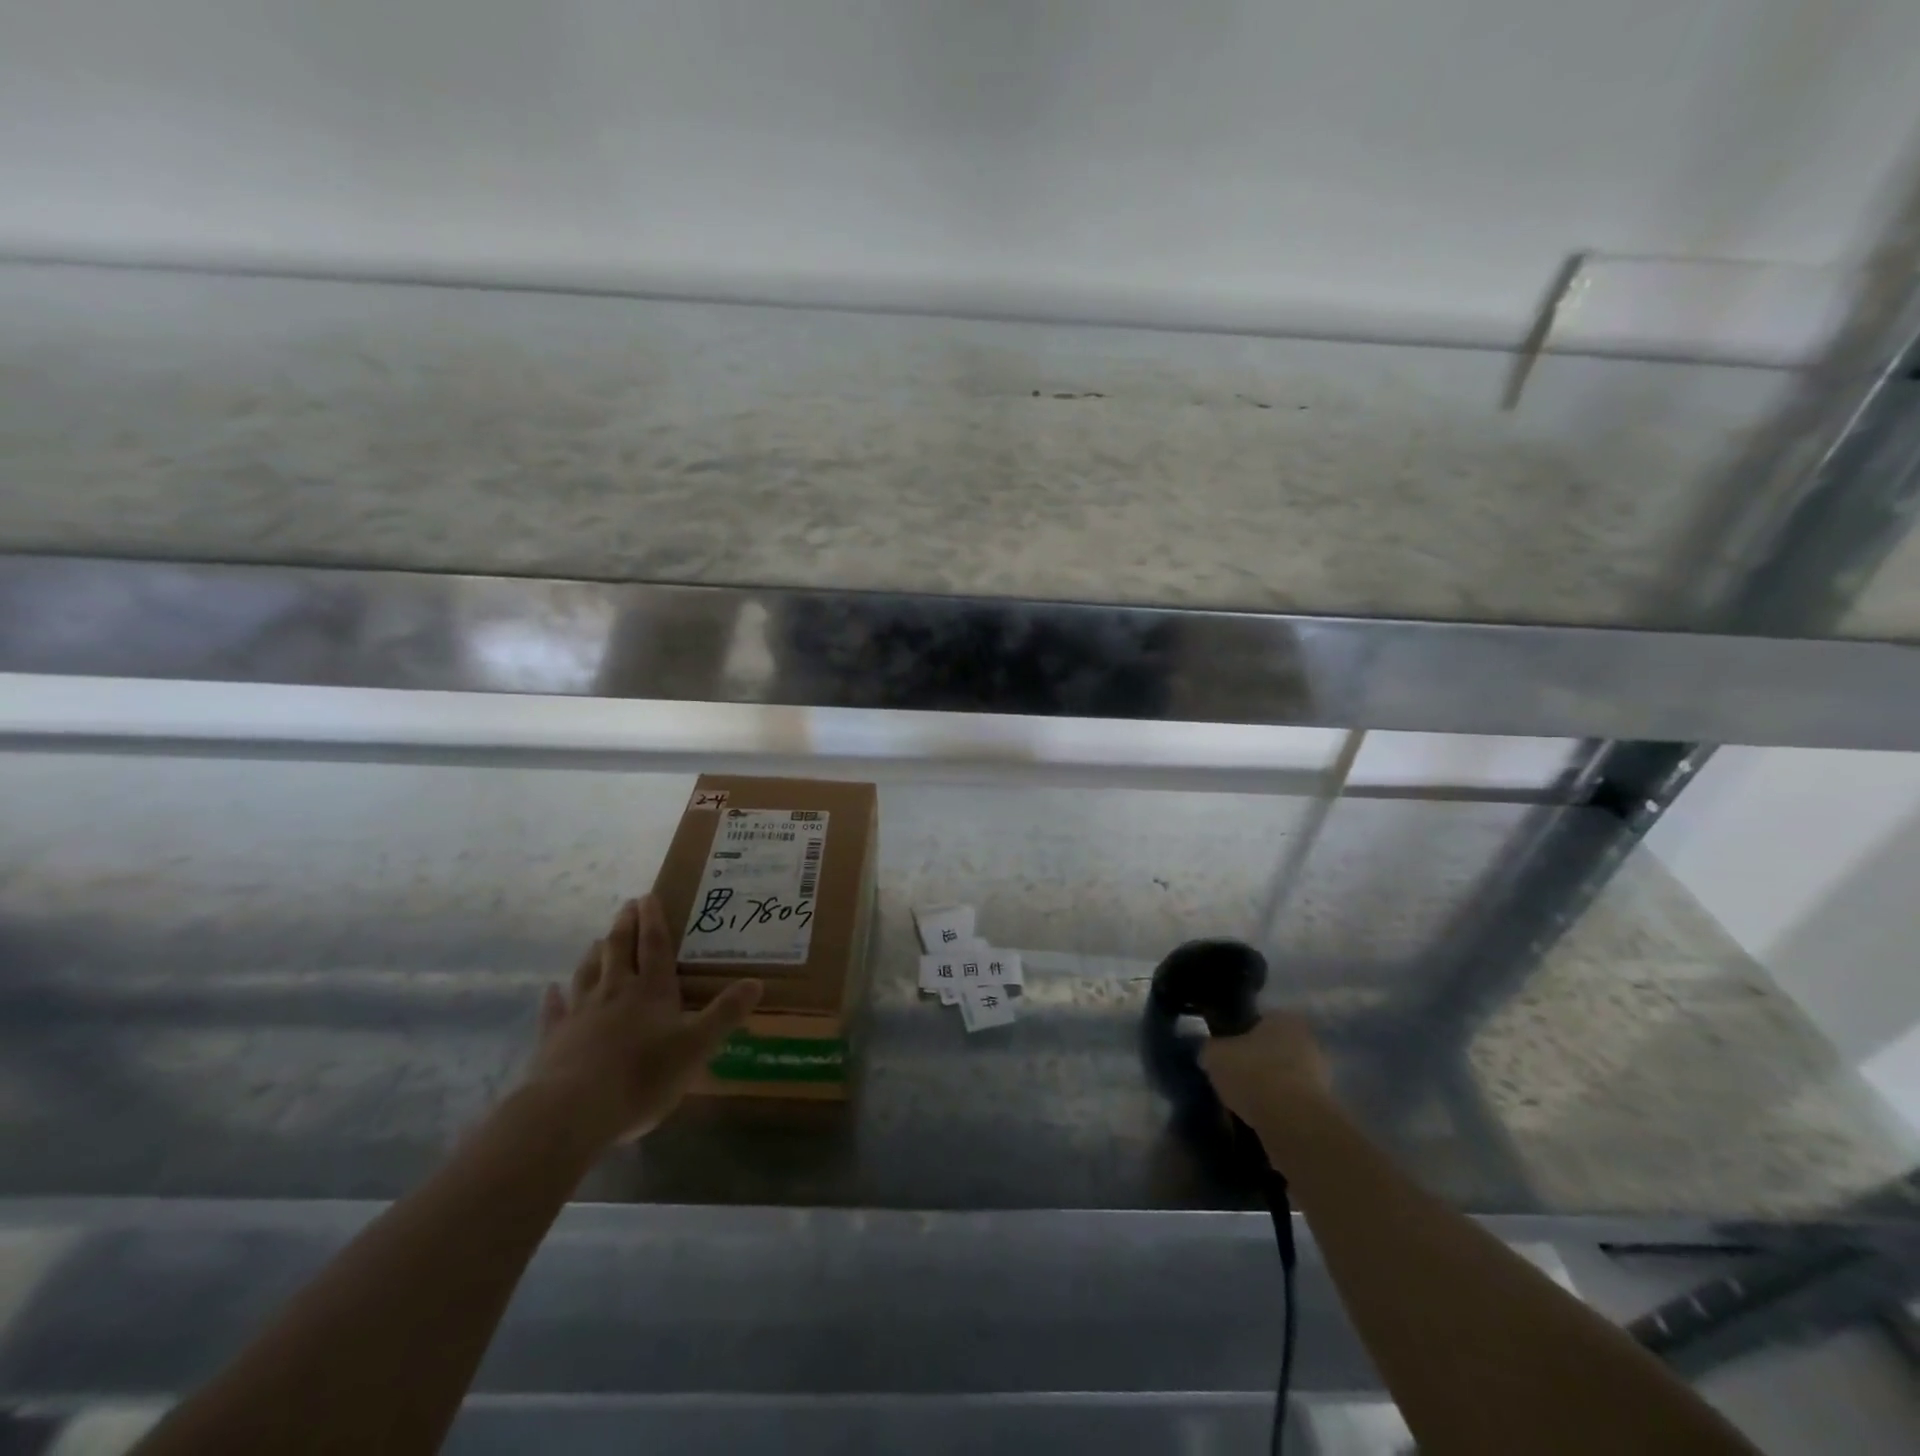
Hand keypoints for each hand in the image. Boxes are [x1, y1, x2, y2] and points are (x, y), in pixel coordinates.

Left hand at [522, 895, 762, 1146]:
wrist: (572, 1110)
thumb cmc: (642, 1076)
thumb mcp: (697, 1047)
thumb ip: (725, 1014)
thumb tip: (756, 982)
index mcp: (651, 991)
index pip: (655, 946)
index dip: (654, 920)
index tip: (649, 895)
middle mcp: (615, 992)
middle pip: (619, 950)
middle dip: (625, 926)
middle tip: (627, 905)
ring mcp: (581, 1013)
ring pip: (588, 972)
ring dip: (595, 953)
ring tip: (597, 939)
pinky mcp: (554, 1039)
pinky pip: (555, 1011)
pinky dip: (554, 998)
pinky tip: (551, 990)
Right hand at [1199, 1011, 1333, 1127]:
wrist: (1291, 1121)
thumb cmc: (1251, 1073)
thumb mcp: (1214, 1054)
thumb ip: (1212, 1049)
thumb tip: (1210, 1055)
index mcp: (1284, 1018)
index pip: (1258, 1021)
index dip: (1239, 1036)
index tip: (1227, 1054)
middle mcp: (1308, 1041)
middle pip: (1274, 1050)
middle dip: (1258, 1063)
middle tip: (1235, 1079)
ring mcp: (1322, 1076)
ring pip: (1285, 1078)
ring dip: (1270, 1089)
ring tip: (1245, 1105)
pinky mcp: (1325, 1109)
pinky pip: (1293, 1104)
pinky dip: (1279, 1111)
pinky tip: (1261, 1120)